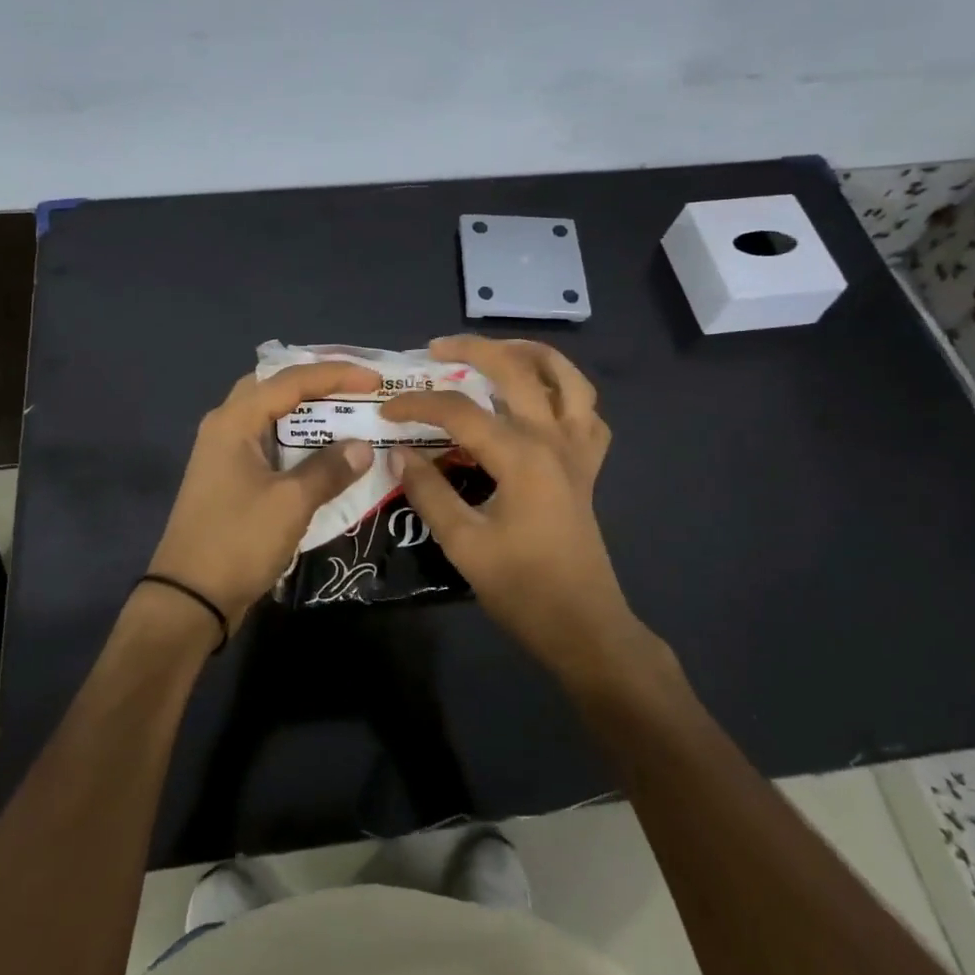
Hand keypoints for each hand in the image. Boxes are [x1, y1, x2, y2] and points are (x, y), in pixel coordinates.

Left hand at [148, 361, 380, 635]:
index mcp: (234, 421)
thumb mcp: (291, 503)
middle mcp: (225, 427)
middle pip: (274, 387)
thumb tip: (363, 447)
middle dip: (316, 383)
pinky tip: (325, 453)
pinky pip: (270, 444)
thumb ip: (329, 469)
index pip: (290, 380)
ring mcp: (225, 454)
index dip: (335, 374)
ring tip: (348, 413)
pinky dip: (298, 441)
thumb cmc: (238, 541)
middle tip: (355, 386)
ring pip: (271, 416)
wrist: (190, 599)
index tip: (374, 380)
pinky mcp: (231, 479)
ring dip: (308, 413)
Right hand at [380, 336, 645, 676]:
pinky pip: (588, 413)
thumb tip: (399, 452)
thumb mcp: (464, 544)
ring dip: (532, 354)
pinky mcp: (588, 466)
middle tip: (436, 349)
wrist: (583, 626)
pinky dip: (567, 394)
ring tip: (498, 352)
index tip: (386, 410)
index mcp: (520, 456)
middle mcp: (553, 439)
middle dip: (474, 349)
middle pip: (516, 370)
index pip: (459, 411)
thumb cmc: (522, 588)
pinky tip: (542, 400)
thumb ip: (429, 492)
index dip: (417, 404)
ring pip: (568, 378)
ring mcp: (577, 450)